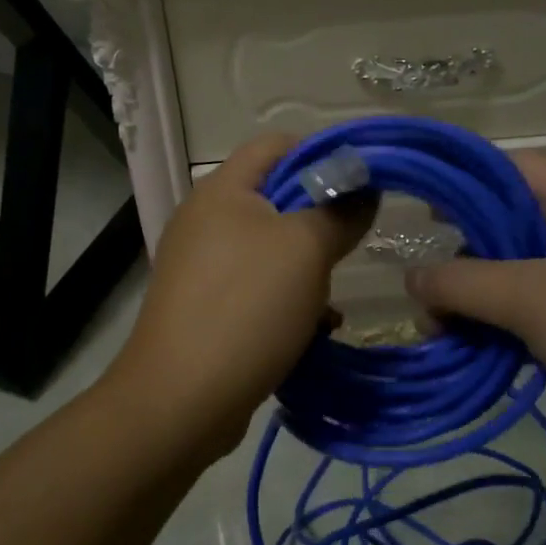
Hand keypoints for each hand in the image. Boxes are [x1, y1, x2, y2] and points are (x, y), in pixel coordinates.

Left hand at [109, 133, 373, 453]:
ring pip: (271, 249)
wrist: (181, 400)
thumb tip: (364, 189)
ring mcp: (202, 265)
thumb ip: (340, 211)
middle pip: (275, 197)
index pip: (277, 144)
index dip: (322, 154)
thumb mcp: (305, 250)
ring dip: (307, 267)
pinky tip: (314, 329)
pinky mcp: (206, 306)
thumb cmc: (246, 307)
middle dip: (319, 218)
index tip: (363, 183)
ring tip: (332, 297)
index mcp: (222, 190)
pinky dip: (287, 300)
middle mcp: (206, 219)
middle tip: (352, 243)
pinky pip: (257, 288)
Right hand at [405, 151, 545, 480]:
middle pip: (514, 224)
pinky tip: (474, 349)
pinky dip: (503, 327)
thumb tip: (410, 278)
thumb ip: (461, 282)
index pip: (520, 168)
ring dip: (478, 296)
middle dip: (464, 248)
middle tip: (425, 274)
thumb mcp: (528, 298)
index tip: (428, 199)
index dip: (473, 174)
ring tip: (436, 323)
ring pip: (522, 276)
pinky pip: (539, 317)